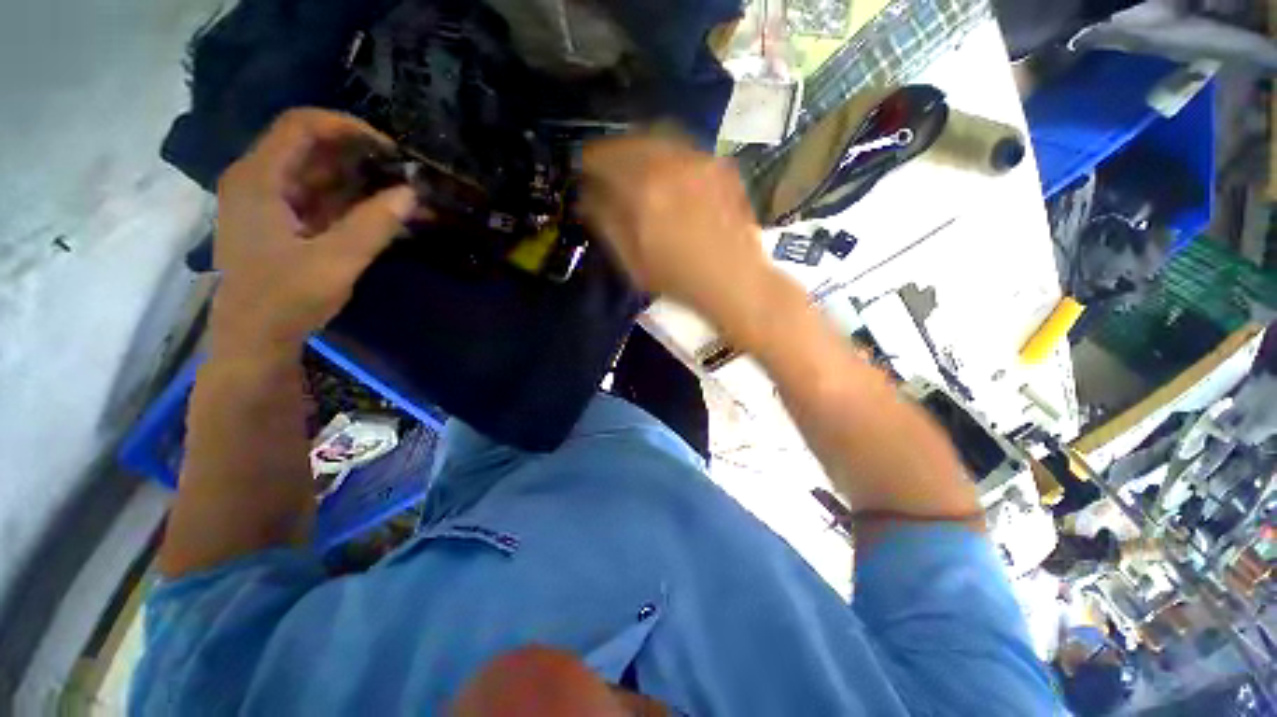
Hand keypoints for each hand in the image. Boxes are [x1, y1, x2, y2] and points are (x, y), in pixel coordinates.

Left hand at [210, 109, 416, 354]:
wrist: (255, 338)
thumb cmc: (285, 299)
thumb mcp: (336, 261)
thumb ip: (374, 225)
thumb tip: (411, 193)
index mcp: (259, 179)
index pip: (302, 126)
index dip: (347, 127)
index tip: (390, 149)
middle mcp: (259, 180)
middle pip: (311, 147)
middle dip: (360, 156)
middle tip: (404, 174)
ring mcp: (269, 202)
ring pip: (318, 174)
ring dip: (360, 181)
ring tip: (402, 194)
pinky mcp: (282, 222)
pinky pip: (319, 198)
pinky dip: (351, 202)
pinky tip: (383, 213)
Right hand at [579, 134, 769, 321]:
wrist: (735, 280)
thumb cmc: (679, 279)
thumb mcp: (633, 260)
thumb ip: (606, 223)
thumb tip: (586, 197)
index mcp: (643, 189)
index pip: (601, 158)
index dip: (586, 163)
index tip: (581, 172)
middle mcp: (670, 163)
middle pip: (629, 140)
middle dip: (612, 152)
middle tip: (606, 168)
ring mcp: (699, 160)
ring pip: (657, 137)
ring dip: (638, 148)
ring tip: (634, 169)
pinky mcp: (719, 164)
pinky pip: (683, 147)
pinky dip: (666, 154)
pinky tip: (667, 174)